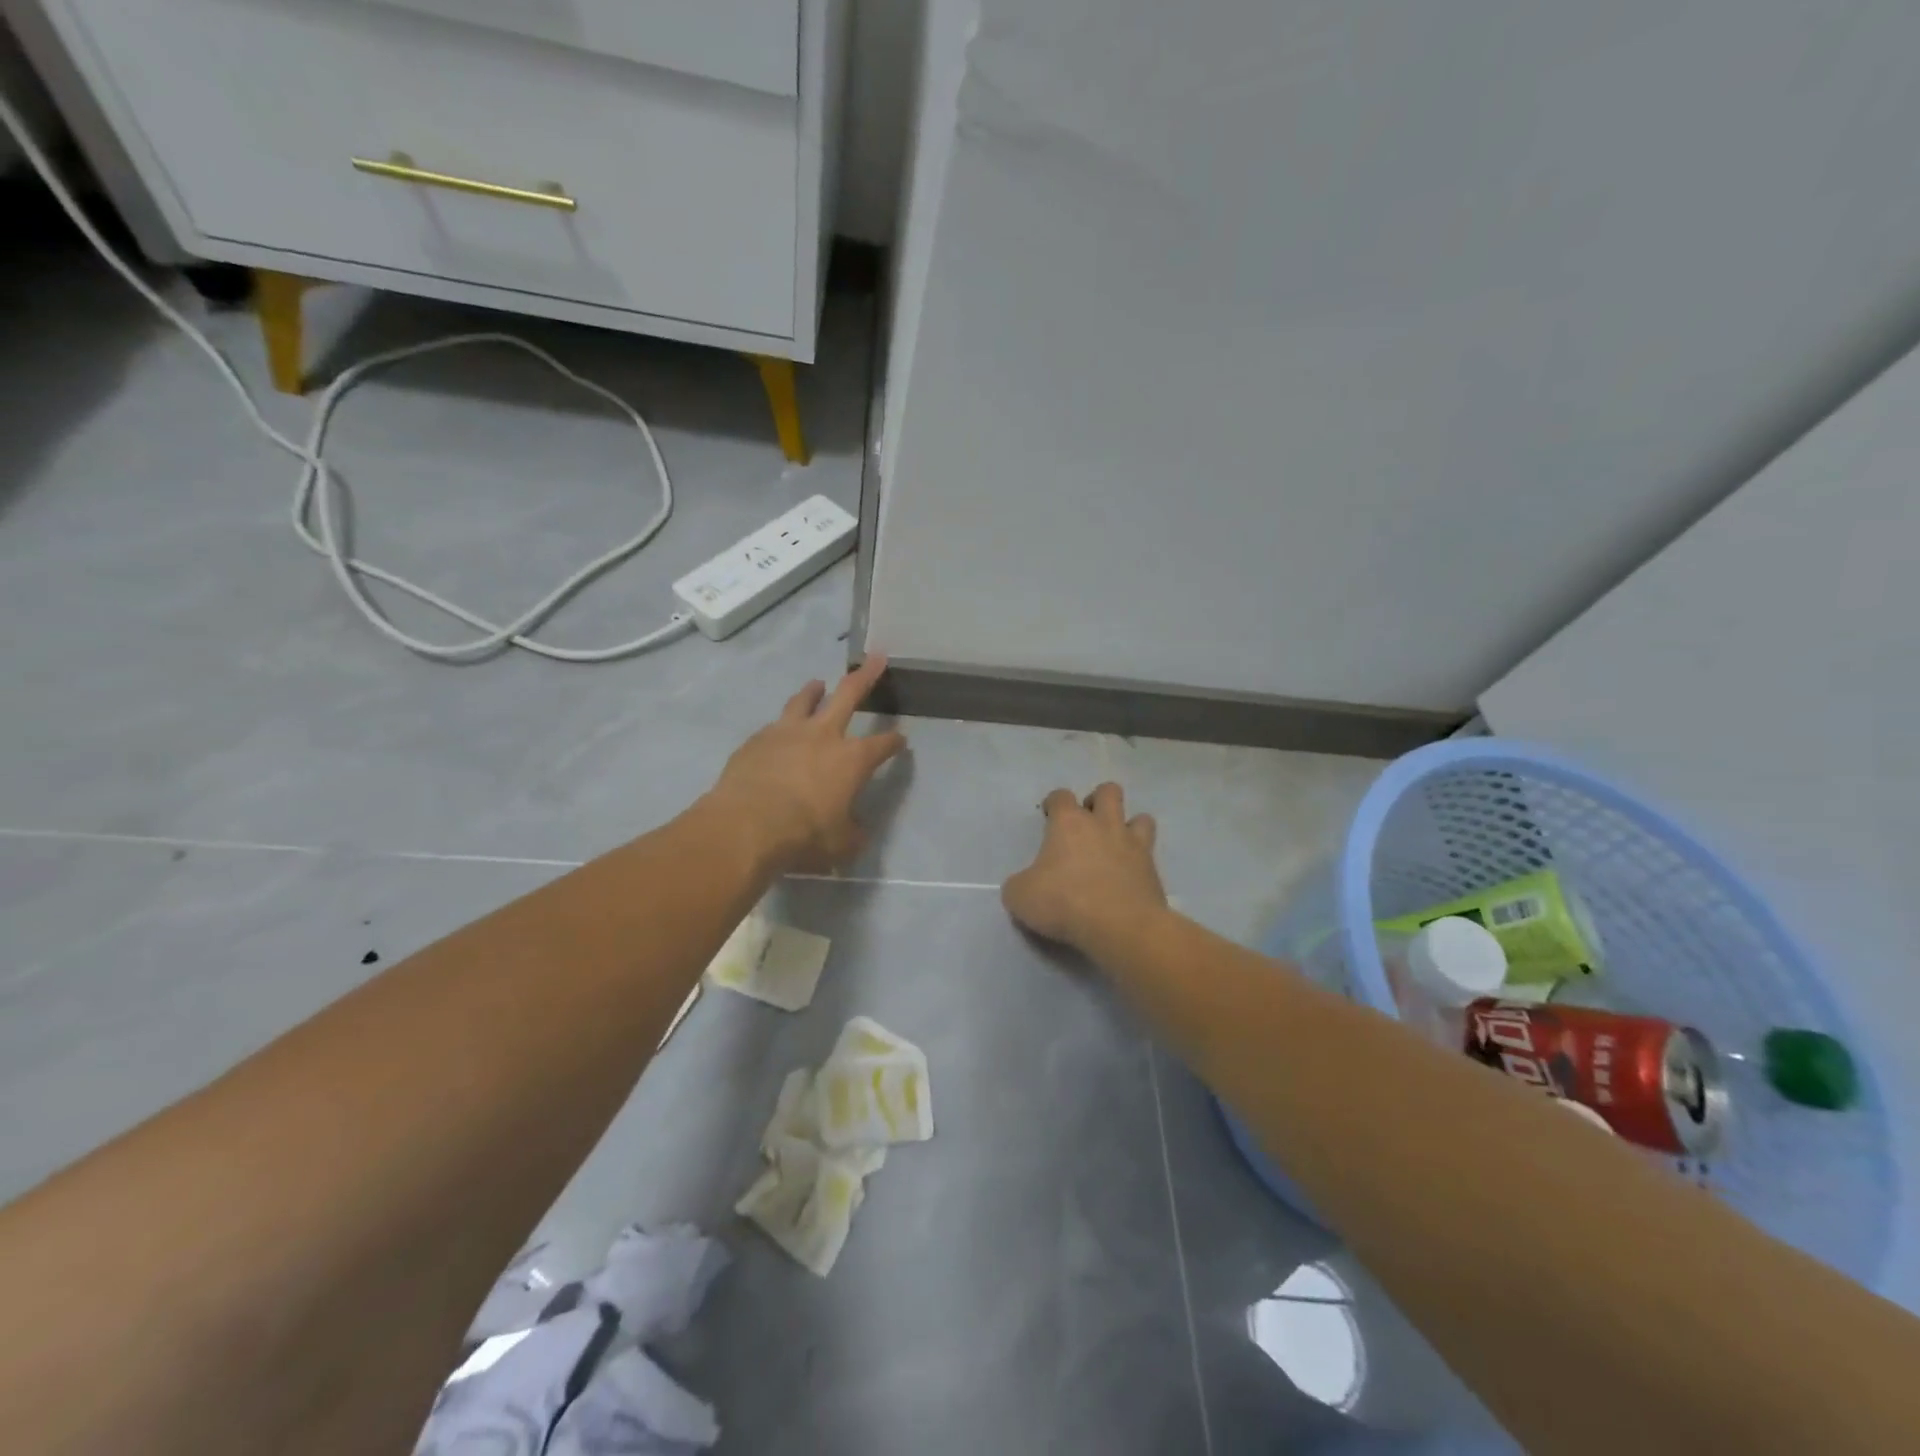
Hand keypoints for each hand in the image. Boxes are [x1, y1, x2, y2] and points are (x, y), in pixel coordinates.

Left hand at [705, 656, 906, 873]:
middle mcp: (823, 736)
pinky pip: (773, 727)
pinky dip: (781, 727)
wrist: (745, 826)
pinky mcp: (756, 741)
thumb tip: (855, 831)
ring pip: (804, 700)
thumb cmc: (803, 836)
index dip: (894, 742)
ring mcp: (786, 733)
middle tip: (877, 658)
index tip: (901, 741)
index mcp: (852, 760)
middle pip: (849, 695)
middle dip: (866, 676)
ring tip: (818, 684)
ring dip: (814, 691)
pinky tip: (778, 734)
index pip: (882, 745)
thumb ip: (852, 833)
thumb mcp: (840, 845)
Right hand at [1002, 782, 1167, 958]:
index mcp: (1069, 823)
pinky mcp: (1153, 870)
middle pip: (1108, 791)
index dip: (1054, 803)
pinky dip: (1141, 861)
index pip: (1061, 796)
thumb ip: (1020, 883)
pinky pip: (1150, 854)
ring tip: (1116, 845)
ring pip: (1140, 817)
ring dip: (1129, 825)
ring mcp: (1133, 845)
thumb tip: (1025, 884)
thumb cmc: (1064, 902)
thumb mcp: (1020, 896)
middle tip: (1087, 824)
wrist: (1119, 927)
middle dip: (1098, 801)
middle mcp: (1103, 825)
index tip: (1049, 818)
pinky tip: (1129, 877)